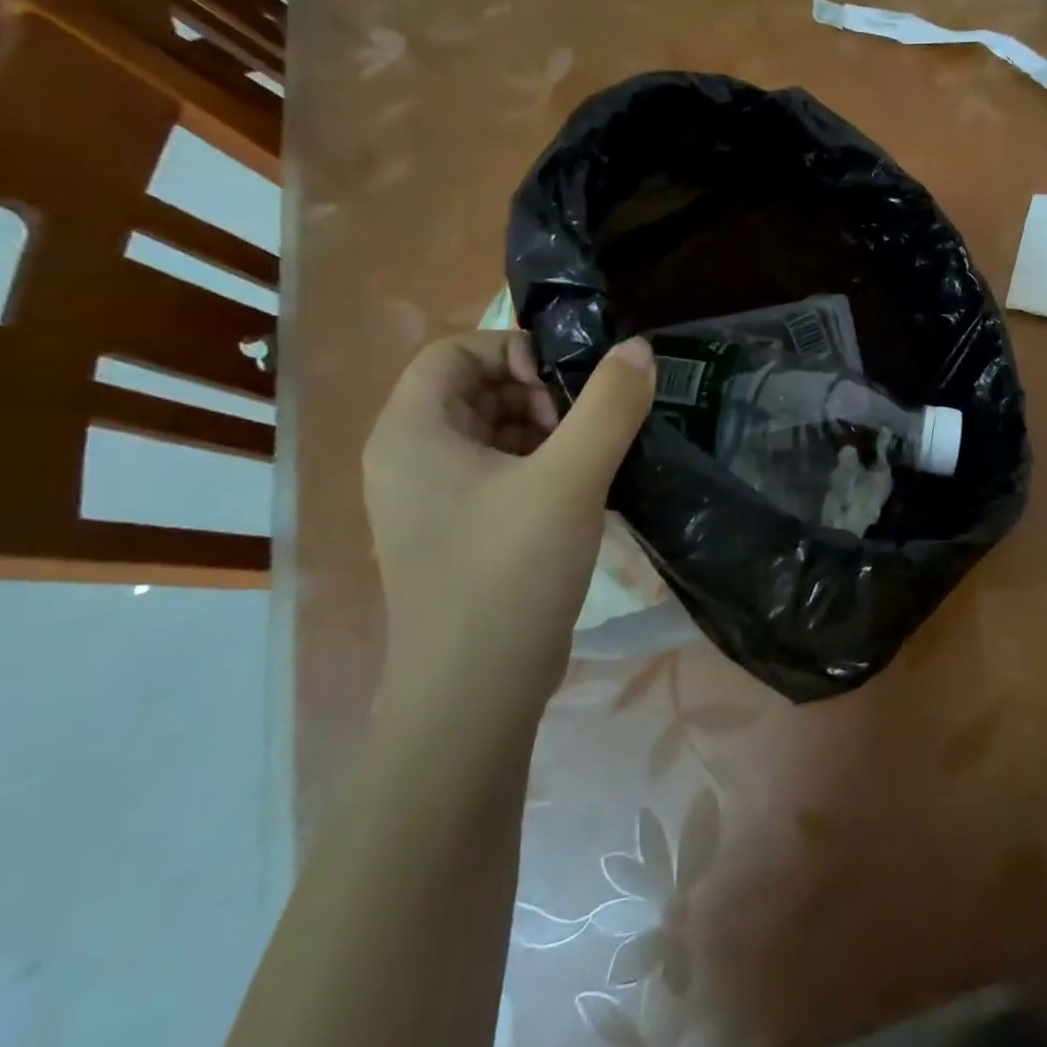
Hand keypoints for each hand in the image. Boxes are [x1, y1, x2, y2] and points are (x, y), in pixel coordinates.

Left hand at [362, 332, 655, 712]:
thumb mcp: (572, 477)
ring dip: (544, 432)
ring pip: (489, 434)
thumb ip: (610, 404)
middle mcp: (408, 460)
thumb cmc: (509, 573)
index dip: (512, 352)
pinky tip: (580, 492)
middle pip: (473, 390)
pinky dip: (538, 467)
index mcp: (411, 434)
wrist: (473, 697)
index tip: (562, 388)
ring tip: (589, 460)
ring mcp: (429, 503)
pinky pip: (496, 474)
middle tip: (582, 427)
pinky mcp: (455, 535)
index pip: (454, 352)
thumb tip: (638, 348)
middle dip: (536, 394)